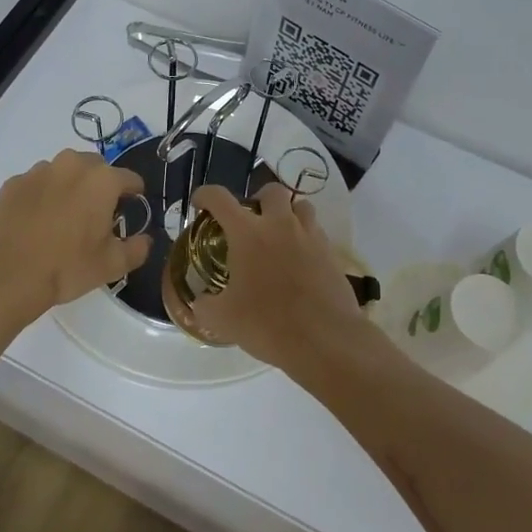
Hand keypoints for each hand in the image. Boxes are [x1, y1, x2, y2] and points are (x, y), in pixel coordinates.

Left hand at [0, 149, 151, 324]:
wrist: (8, 276)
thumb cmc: (67, 268)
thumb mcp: (112, 265)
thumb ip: (137, 248)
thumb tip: (145, 240)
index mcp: (102, 180)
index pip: (130, 178)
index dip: (134, 194)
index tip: (131, 208)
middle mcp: (71, 165)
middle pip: (96, 168)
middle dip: (100, 186)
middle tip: (96, 214)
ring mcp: (38, 171)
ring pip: (64, 171)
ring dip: (70, 186)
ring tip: (64, 217)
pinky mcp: (13, 183)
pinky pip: (37, 183)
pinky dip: (42, 195)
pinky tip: (38, 221)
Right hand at [191, 183, 374, 376]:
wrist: (324, 339)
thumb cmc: (267, 323)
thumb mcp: (222, 319)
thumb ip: (206, 305)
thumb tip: (201, 301)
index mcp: (247, 233)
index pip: (220, 199)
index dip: (205, 196)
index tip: (200, 204)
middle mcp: (280, 225)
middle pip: (271, 191)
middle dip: (258, 199)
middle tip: (250, 222)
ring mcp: (310, 236)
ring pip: (301, 206)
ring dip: (288, 214)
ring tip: (279, 236)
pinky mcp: (331, 253)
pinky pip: (316, 232)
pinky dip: (305, 238)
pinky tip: (299, 261)